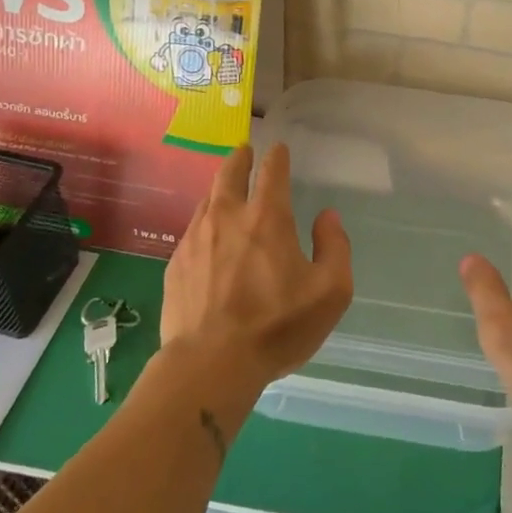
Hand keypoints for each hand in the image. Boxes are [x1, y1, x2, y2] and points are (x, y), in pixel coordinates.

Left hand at [161, 143, 352, 390]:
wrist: (210, 364)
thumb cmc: (277, 326)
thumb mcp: (330, 291)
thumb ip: (335, 247)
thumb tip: (327, 217)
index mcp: (268, 218)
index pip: (272, 171)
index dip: (277, 156)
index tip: (278, 148)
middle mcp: (228, 217)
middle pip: (229, 173)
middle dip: (240, 158)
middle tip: (245, 151)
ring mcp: (196, 239)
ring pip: (207, 199)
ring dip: (219, 188)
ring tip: (226, 189)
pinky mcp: (176, 264)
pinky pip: (193, 230)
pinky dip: (205, 222)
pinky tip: (208, 237)